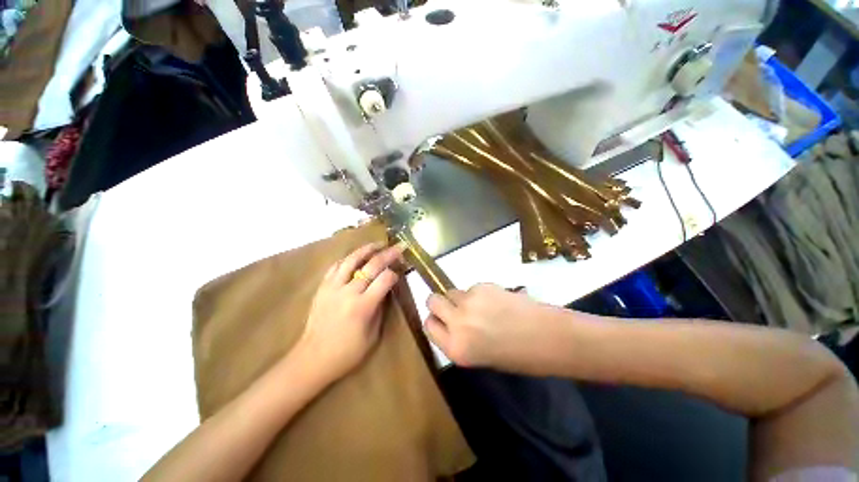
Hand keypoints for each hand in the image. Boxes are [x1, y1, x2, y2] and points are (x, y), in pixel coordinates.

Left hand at [298, 242, 405, 383]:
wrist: (313, 358)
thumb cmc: (347, 352)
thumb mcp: (373, 335)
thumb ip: (381, 308)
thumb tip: (387, 288)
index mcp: (363, 306)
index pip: (385, 279)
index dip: (395, 273)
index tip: (400, 272)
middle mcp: (349, 292)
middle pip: (372, 265)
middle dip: (388, 254)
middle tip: (398, 247)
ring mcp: (333, 287)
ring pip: (351, 259)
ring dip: (367, 249)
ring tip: (377, 244)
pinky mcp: (322, 287)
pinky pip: (335, 266)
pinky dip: (347, 258)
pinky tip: (355, 256)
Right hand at [423, 283, 560, 372]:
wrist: (549, 337)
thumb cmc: (517, 357)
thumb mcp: (479, 357)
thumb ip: (459, 339)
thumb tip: (449, 321)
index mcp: (456, 348)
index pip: (428, 325)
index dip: (434, 320)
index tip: (441, 319)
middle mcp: (457, 323)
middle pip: (433, 300)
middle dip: (440, 303)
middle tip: (456, 308)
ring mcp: (470, 302)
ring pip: (453, 291)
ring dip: (462, 298)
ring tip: (482, 306)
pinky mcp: (483, 286)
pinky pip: (472, 287)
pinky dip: (479, 293)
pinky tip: (496, 301)